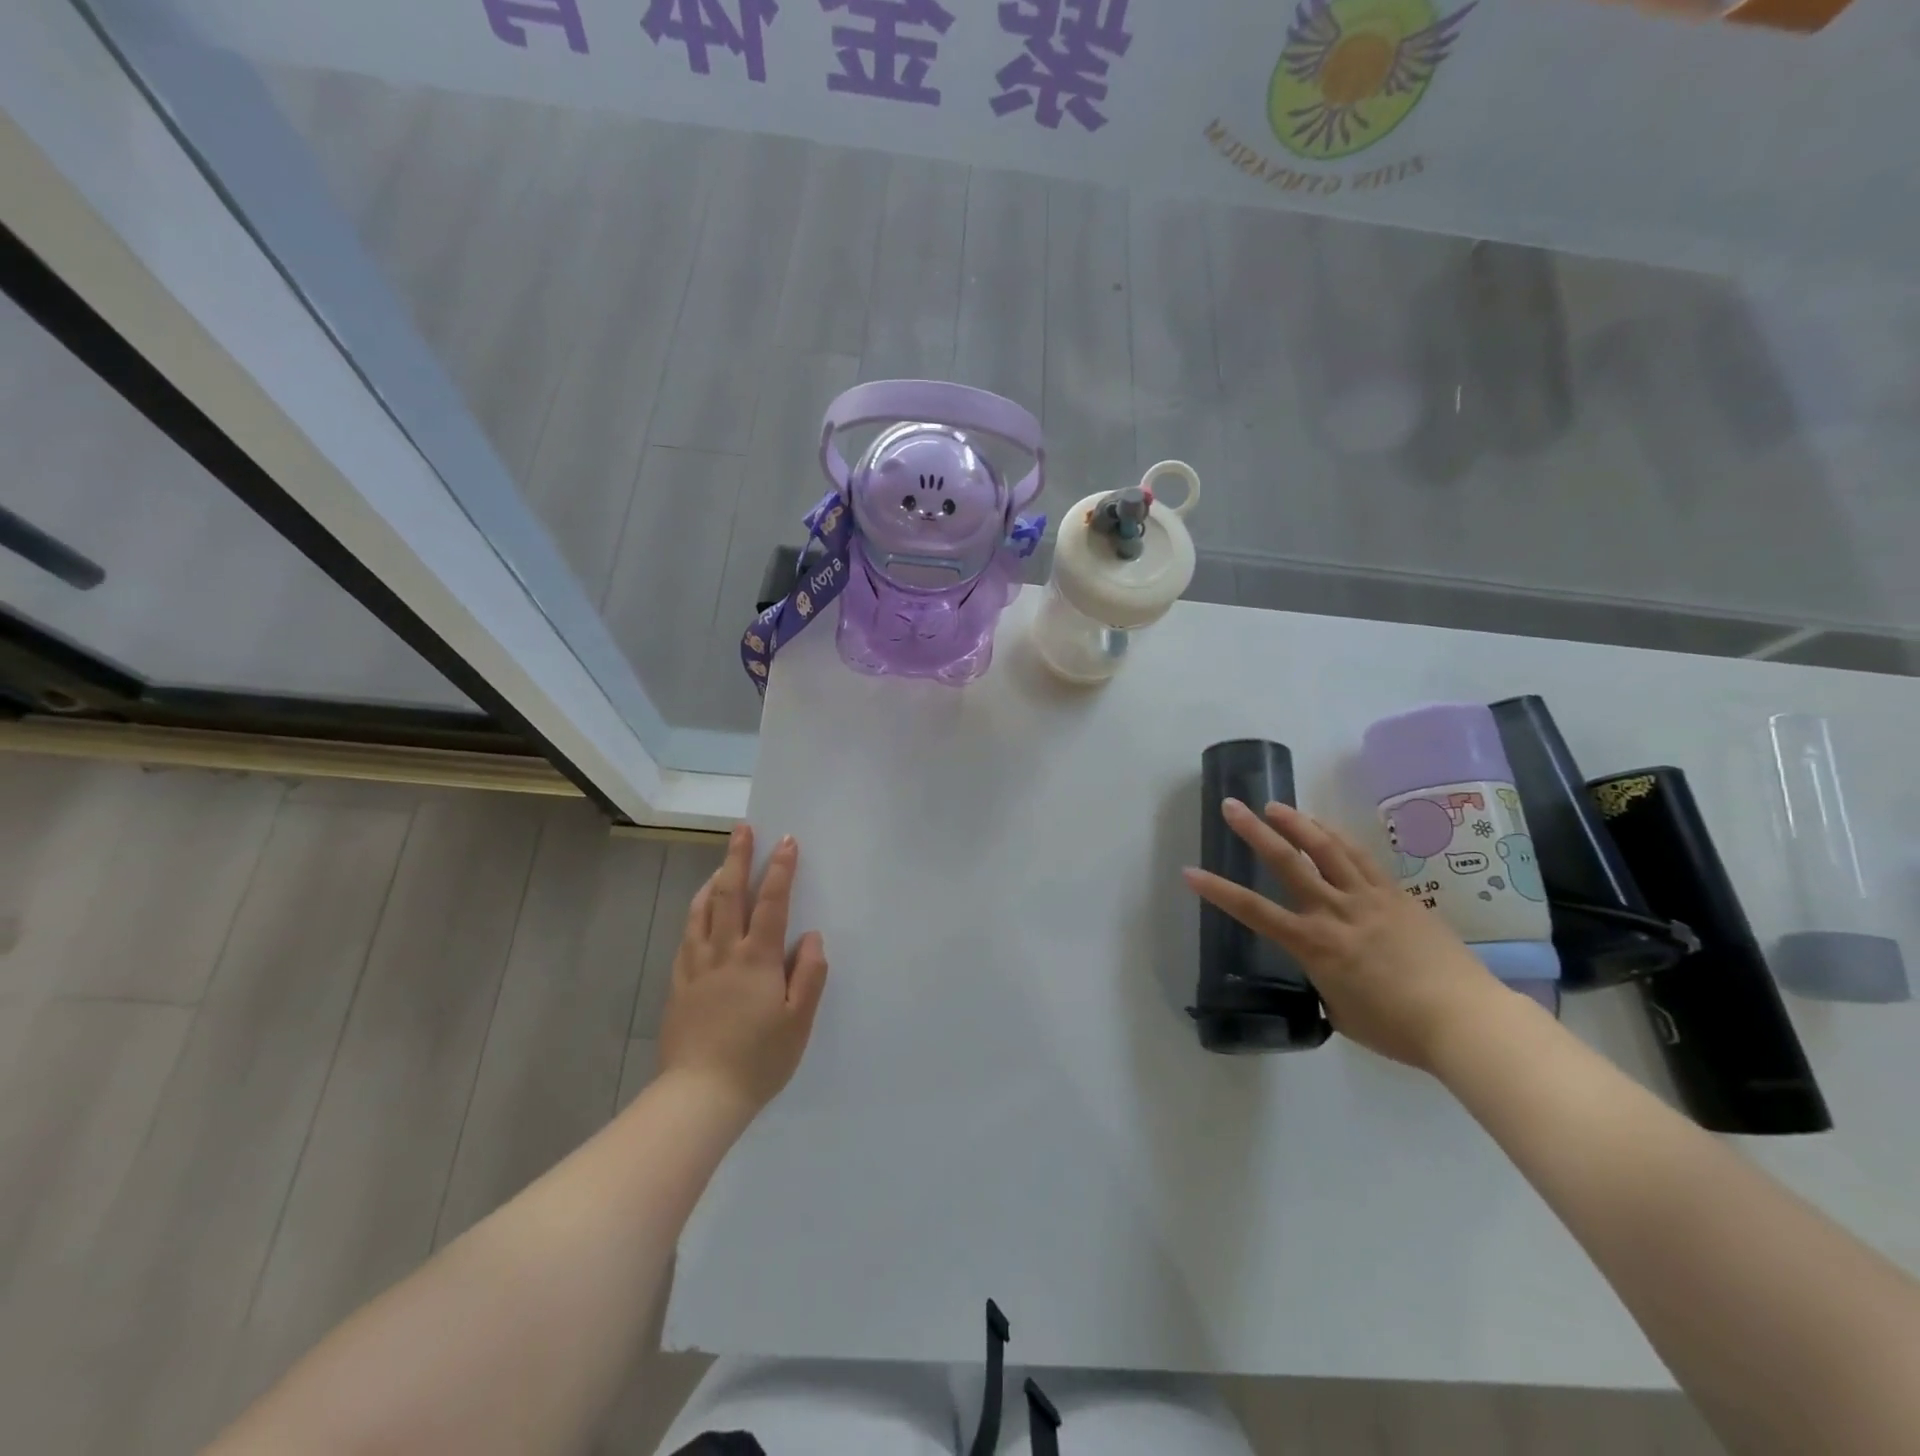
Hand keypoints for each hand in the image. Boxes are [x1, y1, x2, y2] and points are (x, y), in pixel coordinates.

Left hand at [659, 825, 829, 1119]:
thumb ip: (808, 974)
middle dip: (738, 858)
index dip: (780, 869)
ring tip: (724, 862)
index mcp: (756, 960)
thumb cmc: (759, 1059)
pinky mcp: (679, 983)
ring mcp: (696, 966)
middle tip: (743, 829)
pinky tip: (699, 909)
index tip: (787, 840)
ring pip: (702, 910)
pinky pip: (687, 935)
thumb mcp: (798, 1021)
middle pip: (729, 895)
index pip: (771, 903)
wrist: (699, 1096)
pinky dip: (695, 911)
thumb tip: (811, 936)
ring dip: (714, 880)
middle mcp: (723, 953)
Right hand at [1183, 799, 1506, 1071]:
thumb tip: (1325, 968)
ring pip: (1327, 849)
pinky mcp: (1397, 895)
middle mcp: (1336, 911)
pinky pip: (1361, 857)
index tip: (1190, 872)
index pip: (1254, 911)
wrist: (1467, 1021)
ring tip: (1274, 805)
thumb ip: (1324, 980)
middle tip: (1231, 806)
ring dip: (1297, 823)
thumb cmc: (1398, 1029)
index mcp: (1315, 945)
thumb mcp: (1342, 1011)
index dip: (1218, 891)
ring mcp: (1369, 898)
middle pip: (1289, 862)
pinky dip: (1337, 837)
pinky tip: (1325, 827)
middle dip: (1254, 832)